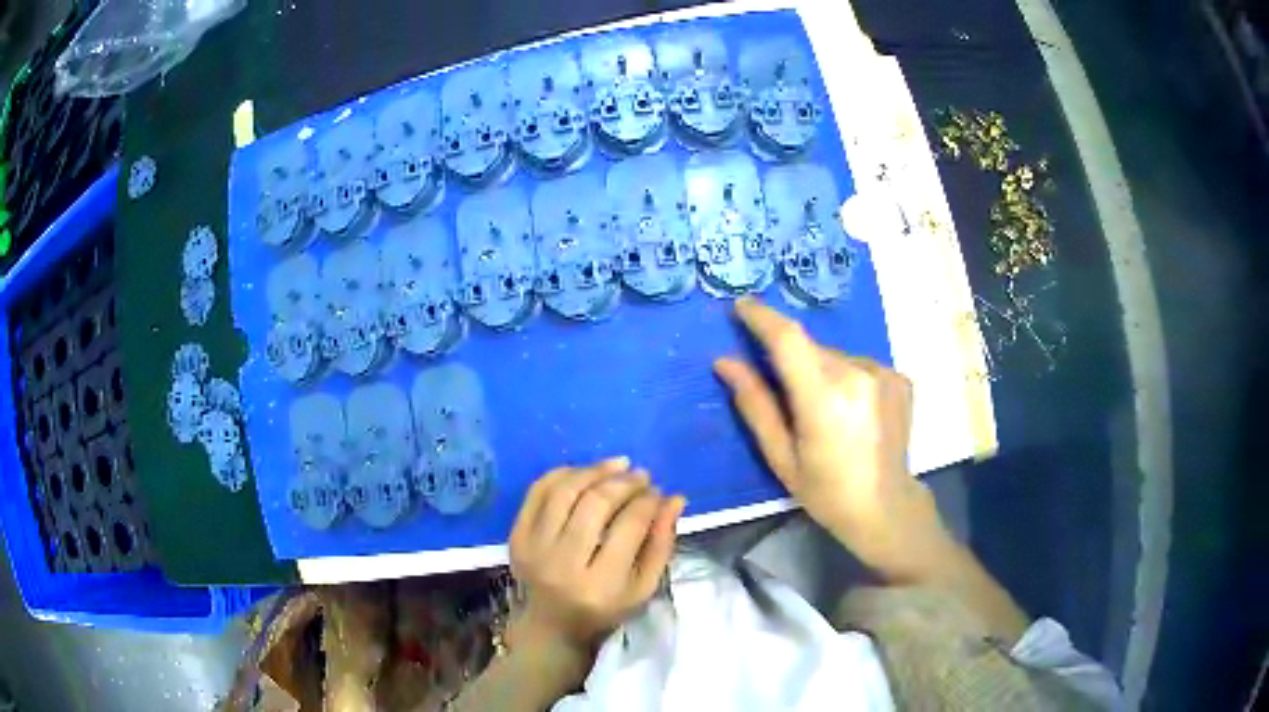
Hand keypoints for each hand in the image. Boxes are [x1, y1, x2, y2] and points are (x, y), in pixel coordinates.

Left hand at [508, 458, 685, 654]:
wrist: (551, 624)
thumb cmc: (605, 608)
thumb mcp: (643, 587)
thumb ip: (661, 544)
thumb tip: (675, 499)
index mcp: (601, 584)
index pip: (629, 527)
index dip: (648, 502)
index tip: (659, 493)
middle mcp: (563, 564)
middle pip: (594, 504)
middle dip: (623, 483)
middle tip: (641, 475)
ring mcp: (534, 548)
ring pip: (565, 491)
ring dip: (594, 471)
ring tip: (617, 466)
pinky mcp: (516, 536)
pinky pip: (537, 491)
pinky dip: (562, 473)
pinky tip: (584, 471)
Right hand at [714, 299, 950, 580]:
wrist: (886, 507)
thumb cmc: (827, 491)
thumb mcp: (781, 457)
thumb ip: (755, 405)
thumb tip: (725, 362)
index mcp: (824, 398)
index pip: (788, 338)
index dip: (761, 317)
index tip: (741, 307)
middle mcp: (858, 375)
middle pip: (810, 348)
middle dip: (789, 359)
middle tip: (784, 393)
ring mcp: (884, 374)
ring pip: (835, 356)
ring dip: (819, 370)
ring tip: (824, 412)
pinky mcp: (899, 378)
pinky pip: (858, 365)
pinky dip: (846, 378)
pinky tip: (851, 411)